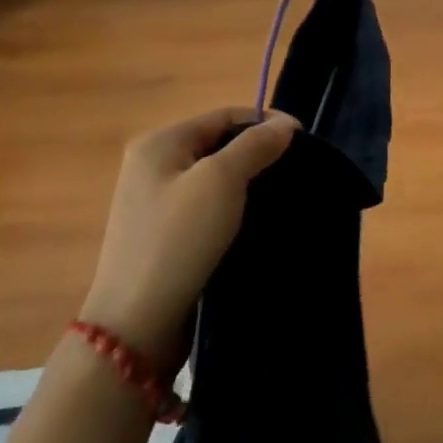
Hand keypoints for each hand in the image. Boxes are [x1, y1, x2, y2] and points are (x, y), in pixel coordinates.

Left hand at [79, 108, 296, 371]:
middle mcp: (153, 166)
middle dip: (258, 153)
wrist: (137, 327)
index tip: (304, 141)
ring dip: (248, 183)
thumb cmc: (178, 240)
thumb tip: (285, 125)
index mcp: (160, 143)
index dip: (266, 122)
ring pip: (216, 178)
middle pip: (220, 144)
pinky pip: (208, 207)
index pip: (225, 115)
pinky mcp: (164, 236)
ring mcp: (155, 203)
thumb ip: (256, 145)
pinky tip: (254, 222)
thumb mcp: (222, 181)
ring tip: (280, 197)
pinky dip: (234, 209)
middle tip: (294, 171)